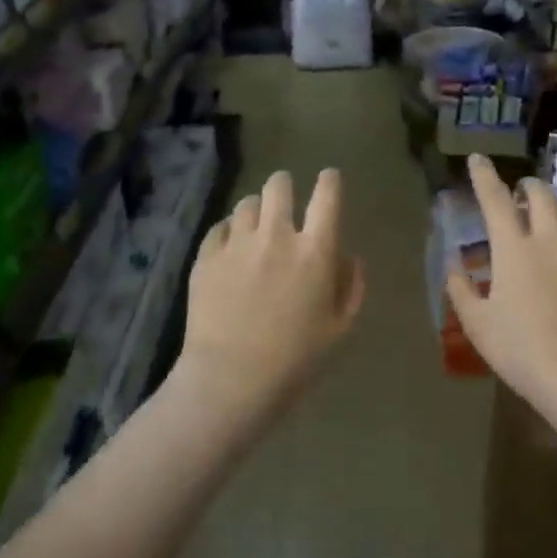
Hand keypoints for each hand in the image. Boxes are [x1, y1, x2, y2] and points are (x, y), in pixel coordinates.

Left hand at [175, 168, 365, 417]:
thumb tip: (348, 257)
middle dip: (285, 186)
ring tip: (255, 228)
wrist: (231, 378)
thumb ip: (350, 287)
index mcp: (315, 251)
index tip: (329, 179)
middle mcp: (276, 236)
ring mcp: (237, 243)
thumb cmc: (294, 360)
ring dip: (256, 211)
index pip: (327, 195)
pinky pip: (220, 228)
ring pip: (247, 204)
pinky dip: (229, 233)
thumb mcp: (338, 329)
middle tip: (285, 199)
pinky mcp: (206, 256)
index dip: (330, 180)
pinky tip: (230, 251)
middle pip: (279, 186)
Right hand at [445, 154, 556, 411]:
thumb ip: (461, 289)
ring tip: (546, 218)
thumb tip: (454, 266)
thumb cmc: (521, 349)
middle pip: (542, 195)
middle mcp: (551, 240)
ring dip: (554, 207)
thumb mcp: (477, 323)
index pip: (495, 199)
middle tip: (518, 193)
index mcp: (514, 248)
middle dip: (527, 186)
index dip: (484, 176)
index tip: (478, 159)